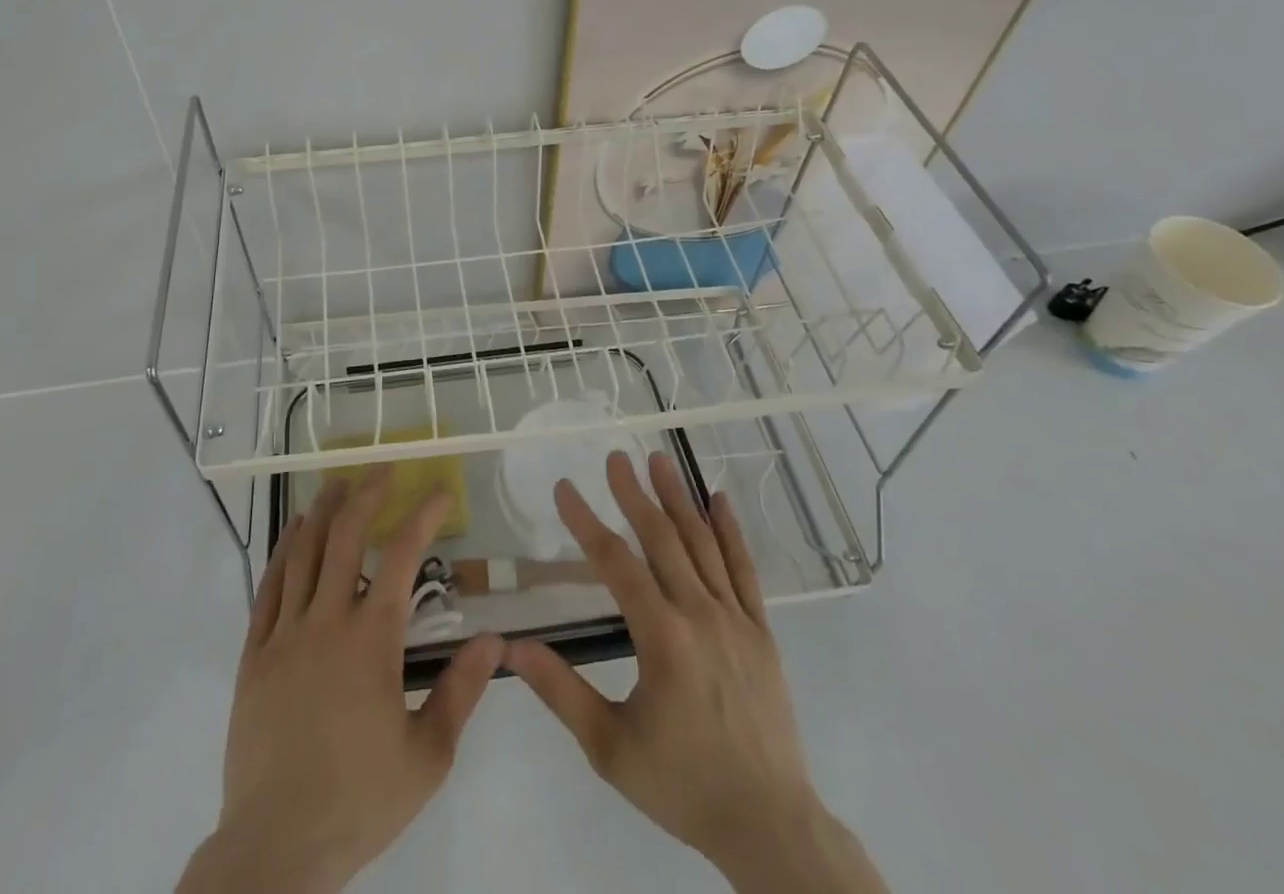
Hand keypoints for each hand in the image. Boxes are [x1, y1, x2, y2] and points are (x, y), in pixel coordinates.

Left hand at [179, 470, 503, 893]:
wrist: (276, 848)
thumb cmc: (359, 800)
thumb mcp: (427, 756)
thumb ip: (461, 690)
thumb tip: (495, 639)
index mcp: (371, 640)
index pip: (401, 556)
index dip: (423, 515)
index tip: (440, 491)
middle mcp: (326, 621)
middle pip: (345, 537)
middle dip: (367, 494)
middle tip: (382, 468)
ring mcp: (284, 634)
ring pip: (303, 551)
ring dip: (323, 510)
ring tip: (336, 482)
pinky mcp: (254, 654)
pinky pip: (268, 586)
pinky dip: (283, 551)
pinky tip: (293, 532)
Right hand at [504, 451, 884, 892]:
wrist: (770, 827)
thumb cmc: (683, 785)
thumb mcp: (610, 748)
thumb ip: (561, 692)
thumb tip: (512, 647)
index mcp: (662, 638)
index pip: (615, 563)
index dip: (586, 522)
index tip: (564, 488)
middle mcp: (700, 615)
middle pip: (662, 539)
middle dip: (634, 494)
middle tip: (614, 456)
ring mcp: (736, 619)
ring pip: (703, 544)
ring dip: (678, 499)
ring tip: (658, 459)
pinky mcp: (761, 632)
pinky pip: (745, 570)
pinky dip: (731, 532)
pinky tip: (719, 501)